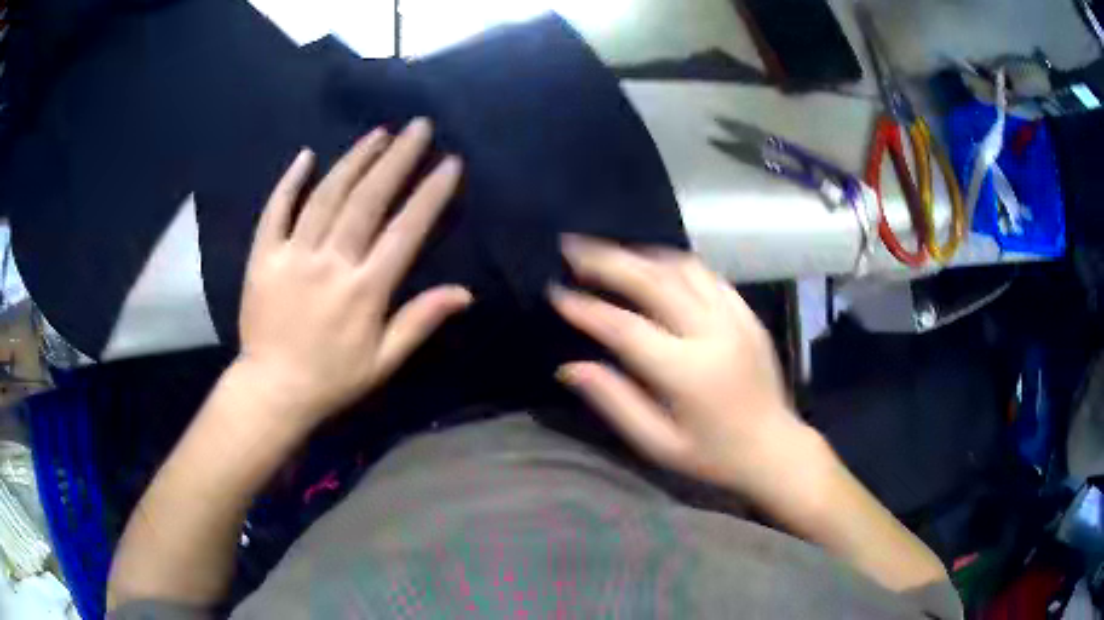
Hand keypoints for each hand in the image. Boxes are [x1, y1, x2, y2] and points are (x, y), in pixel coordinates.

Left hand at [235, 119, 471, 429]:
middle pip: (367, 200)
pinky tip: (306, 155)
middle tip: (418, 127)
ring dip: (354, 160)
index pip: (405, 231)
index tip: (449, 163)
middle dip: (397, 158)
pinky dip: (290, 182)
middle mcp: (331, 263)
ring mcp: (293, 256)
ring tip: (378, 133)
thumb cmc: (332, 379)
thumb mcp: (384, 361)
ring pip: (326, 196)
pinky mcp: (264, 257)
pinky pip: (275, 212)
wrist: (272, 390)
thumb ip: (420, 321)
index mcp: (365, 290)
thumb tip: (465, 293)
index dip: (430, 194)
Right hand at [550, 236, 810, 496]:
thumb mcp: (658, 443)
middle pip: (653, 282)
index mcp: (687, 372)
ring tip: (610, 253)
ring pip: (682, 268)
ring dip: (641, 255)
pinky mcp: (747, 314)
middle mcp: (712, 333)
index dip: (587, 309)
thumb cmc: (712, 454)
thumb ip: (615, 401)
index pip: (625, 328)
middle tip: (574, 247)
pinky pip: (708, 275)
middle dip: (608, 261)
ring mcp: (734, 318)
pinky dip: (676, 264)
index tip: (556, 292)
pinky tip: (656, 265)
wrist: (774, 448)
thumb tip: (570, 367)